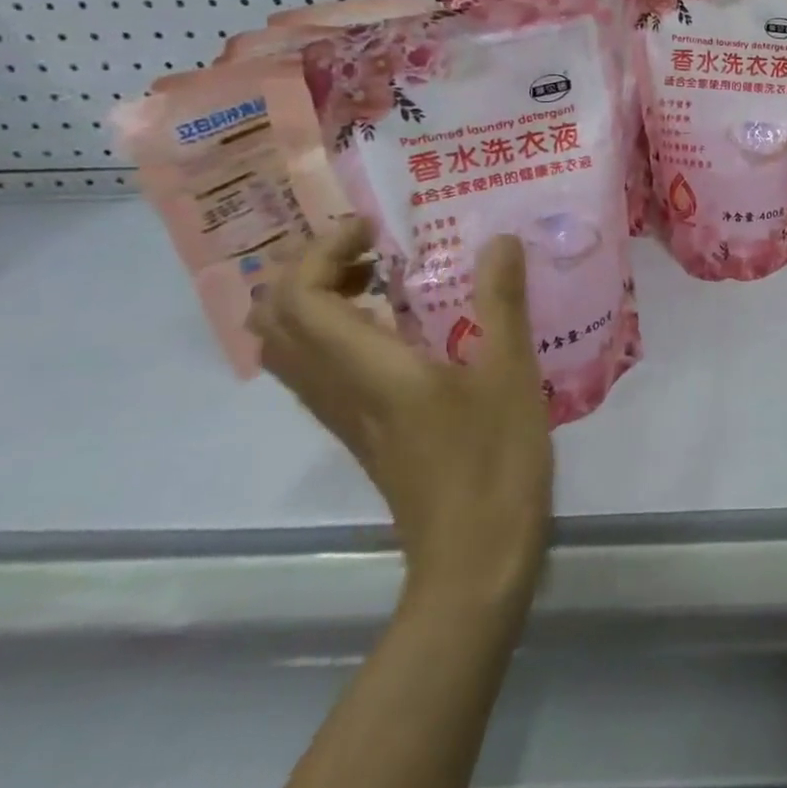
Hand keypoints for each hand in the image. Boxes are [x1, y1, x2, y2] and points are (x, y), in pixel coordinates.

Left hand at [250, 218, 553, 612]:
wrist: (474, 558)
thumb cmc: (493, 461)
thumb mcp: (510, 373)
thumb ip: (502, 301)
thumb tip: (500, 240)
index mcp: (367, 370)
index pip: (297, 299)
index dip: (320, 251)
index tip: (373, 229)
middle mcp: (338, 390)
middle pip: (275, 322)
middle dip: (308, 270)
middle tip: (370, 249)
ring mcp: (346, 415)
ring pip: (291, 348)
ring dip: (318, 299)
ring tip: (384, 277)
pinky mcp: (363, 432)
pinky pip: (320, 369)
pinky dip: (337, 330)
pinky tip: (400, 327)